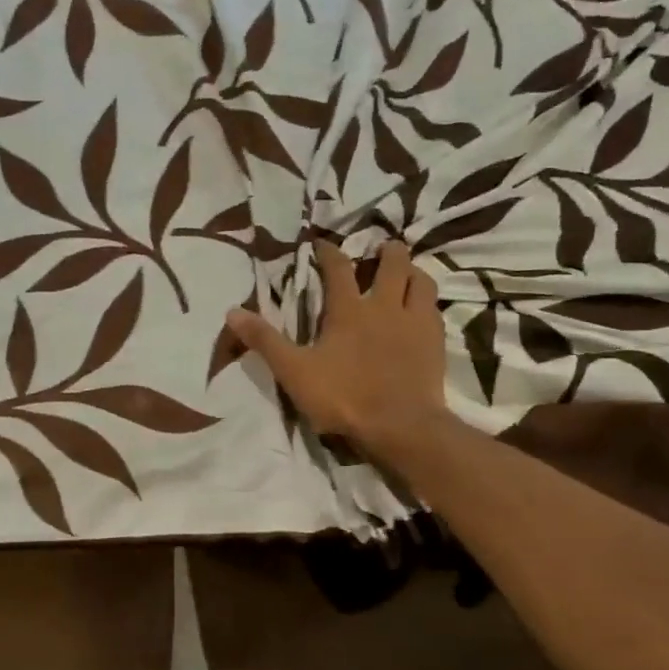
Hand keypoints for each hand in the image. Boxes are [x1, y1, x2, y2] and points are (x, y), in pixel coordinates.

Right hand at [225, 241, 446, 461]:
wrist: (401, 426)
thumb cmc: (344, 397)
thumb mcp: (294, 371)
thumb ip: (265, 341)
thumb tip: (232, 311)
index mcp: (349, 310)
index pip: (339, 268)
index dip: (329, 252)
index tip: (323, 244)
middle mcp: (385, 306)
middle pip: (393, 264)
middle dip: (387, 251)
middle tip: (381, 249)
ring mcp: (415, 323)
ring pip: (422, 282)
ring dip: (413, 272)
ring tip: (407, 273)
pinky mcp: (436, 343)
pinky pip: (436, 311)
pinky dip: (427, 304)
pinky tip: (423, 312)